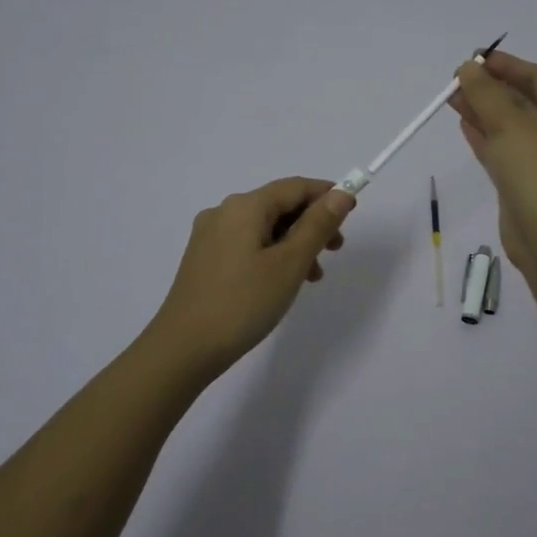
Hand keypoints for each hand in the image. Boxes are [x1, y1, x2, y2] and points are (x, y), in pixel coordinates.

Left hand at [146, 177, 355, 375]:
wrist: (183, 349)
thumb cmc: (243, 303)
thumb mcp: (290, 263)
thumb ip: (318, 225)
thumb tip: (340, 194)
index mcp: (245, 206)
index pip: (295, 187)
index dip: (327, 194)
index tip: (352, 213)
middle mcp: (224, 212)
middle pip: (279, 205)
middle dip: (312, 222)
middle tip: (336, 249)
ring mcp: (210, 236)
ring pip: (264, 227)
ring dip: (294, 243)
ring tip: (313, 276)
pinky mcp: (204, 259)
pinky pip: (248, 244)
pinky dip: (272, 254)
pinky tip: (282, 282)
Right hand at [449, 50, 536, 270]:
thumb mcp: (510, 125)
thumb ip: (485, 93)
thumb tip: (467, 69)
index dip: (506, 65)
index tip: (474, 58)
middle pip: (523, 101)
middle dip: (490, 89)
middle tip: (456, 79)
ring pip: (509, 126)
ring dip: (482, 111)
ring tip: (450, 97)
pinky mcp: (525, 183)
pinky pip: (503, 150)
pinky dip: (484, 136)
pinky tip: (463, 123)